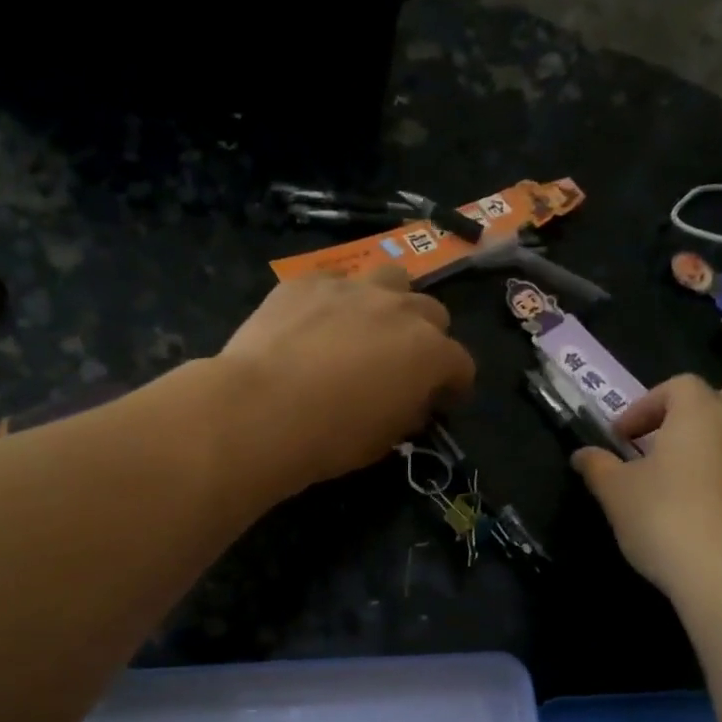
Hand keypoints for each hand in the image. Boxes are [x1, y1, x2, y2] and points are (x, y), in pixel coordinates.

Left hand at [218, 265, 476, 489]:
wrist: (260, 410)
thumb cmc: (329, 437)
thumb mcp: (382, 441)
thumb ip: (406, 414)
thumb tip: (409, 403)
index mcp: (429, 353)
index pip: (461, 364)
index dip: (454, 385)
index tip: (440, 402)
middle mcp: (400, 310)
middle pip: (432, 314)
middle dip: (426, 339)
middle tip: (402, 366)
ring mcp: (352, 289)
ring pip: (391, 280)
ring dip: (390, 303)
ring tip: (367, 329)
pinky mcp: (308, 282)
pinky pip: (334, 282)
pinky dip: (335, 301)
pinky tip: (314, 324)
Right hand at [572, 375, 721, 615]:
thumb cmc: (667, 522)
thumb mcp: (616, 494)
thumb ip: (598, 468)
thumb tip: (582, 454)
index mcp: (700, 414)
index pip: (676, 386)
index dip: (646, 405)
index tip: (622, 436)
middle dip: (699, 413)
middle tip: (670, 444)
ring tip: (709, 469)